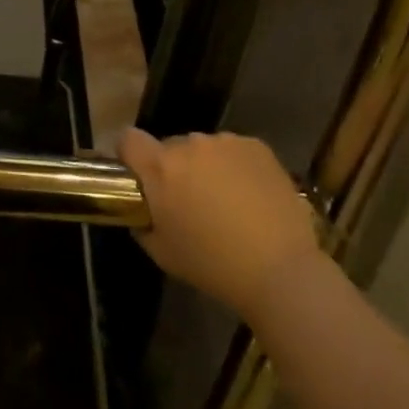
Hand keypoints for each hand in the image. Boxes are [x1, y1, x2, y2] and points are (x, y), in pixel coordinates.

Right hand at [117, 128, 325, 319]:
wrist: (280, 270)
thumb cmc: (212, 265)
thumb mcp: (162, 252)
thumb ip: (143, 223)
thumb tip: (142, 210)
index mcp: (160, 168)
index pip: (128, 139)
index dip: (129, 154)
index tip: (138, 174)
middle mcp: (189, 144)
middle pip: (171, 147)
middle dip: (175, 169)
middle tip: (190, 200)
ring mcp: (226, 142)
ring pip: (205, 149)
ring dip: (207, 167)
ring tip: (227, 201)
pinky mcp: (257, 146)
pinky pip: (235, 151)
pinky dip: (237, 167)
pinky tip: (252, 197)